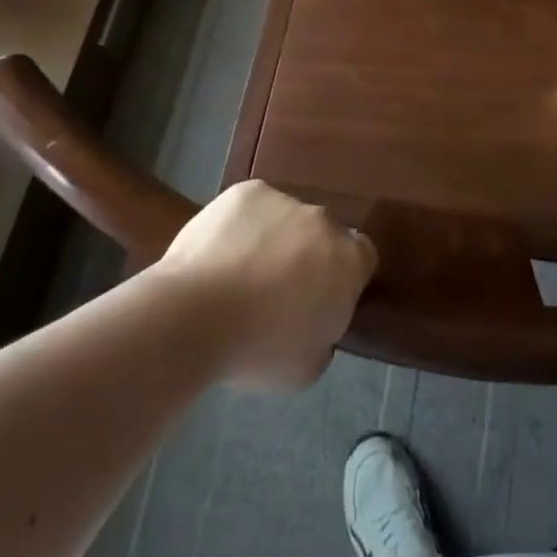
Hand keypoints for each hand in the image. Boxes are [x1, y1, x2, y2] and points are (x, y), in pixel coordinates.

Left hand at [156, 180, 376, 390]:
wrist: (194, 315)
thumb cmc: (258, 349)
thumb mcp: (309, 365)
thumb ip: (325, 333)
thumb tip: (314, 319)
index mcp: (349, 260)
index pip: (362, 258)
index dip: (343, 278)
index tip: (320, 299)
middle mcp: (324, 220)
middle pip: (323, 235)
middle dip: (307, 256)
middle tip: (276, 290)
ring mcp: (285, 200)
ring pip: (286, 219)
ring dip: (274, 239)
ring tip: (238, 273)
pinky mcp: (247, 191)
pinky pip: (253, 208)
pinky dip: (242, 225)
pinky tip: (220, 253)